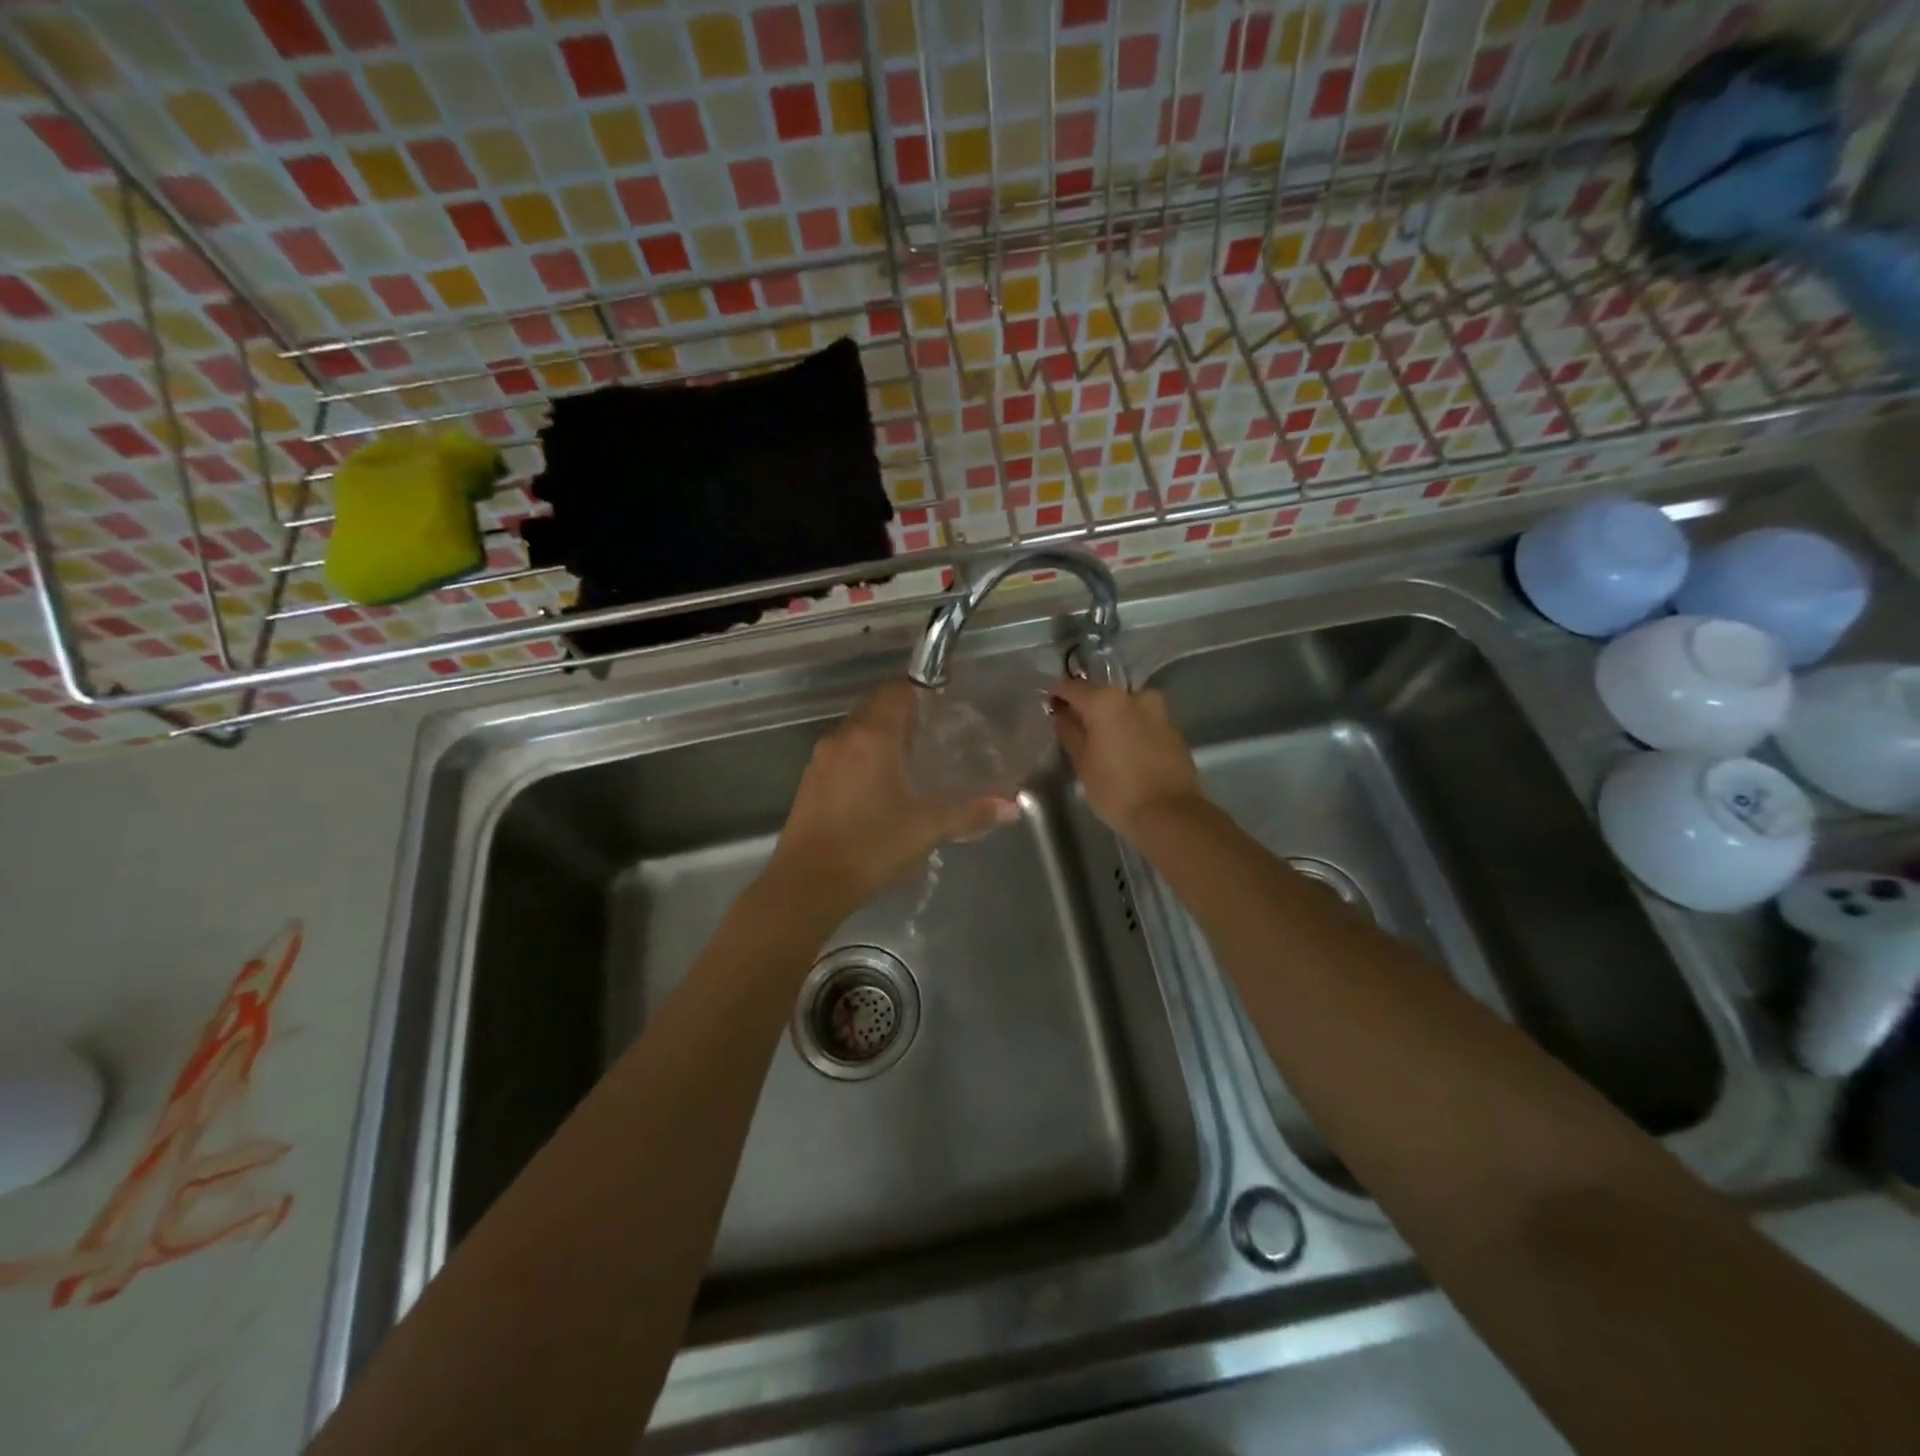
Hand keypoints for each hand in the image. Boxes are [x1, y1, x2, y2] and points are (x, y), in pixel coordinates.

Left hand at [769, 681, 1017, 910]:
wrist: (807, 883)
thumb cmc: (871, 847)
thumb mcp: (927, 829)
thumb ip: (970, 813)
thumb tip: (1012, 807)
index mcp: (873, 737)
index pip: (897, 692)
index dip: (922, 690)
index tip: (945, 702)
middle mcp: (844, 737)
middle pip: (875, 707)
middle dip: (903, 712)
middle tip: (934, 730)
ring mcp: (822, 758)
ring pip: (856, 731)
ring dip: (881, 735)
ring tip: (911, 757)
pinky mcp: (810, 781)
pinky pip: (842, 753)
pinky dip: (862, 756)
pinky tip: (880, 784)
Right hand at [1048, 679, 1202, 839]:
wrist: (1170, 814)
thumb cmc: (1116, 789)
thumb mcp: (1083, 763)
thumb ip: (1069, 733)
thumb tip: (1061, 716)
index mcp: (1105, 700)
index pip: (1071, 687)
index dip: (1057, 696)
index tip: (1049, 708)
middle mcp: (1134, 696)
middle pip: (1101, 695)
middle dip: (1087, 709)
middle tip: (1075, 731)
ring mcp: (1158, 711)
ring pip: (1125, 708)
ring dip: (1112, 719)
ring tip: (1102, 743)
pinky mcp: (1173, 729)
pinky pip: (1143, 722)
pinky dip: (1131, 730)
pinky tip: (1125, 752)